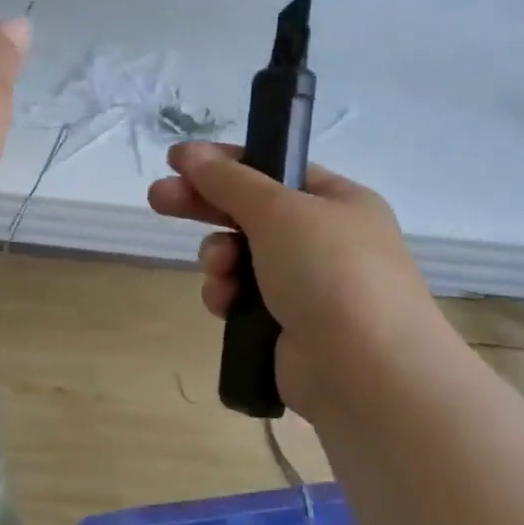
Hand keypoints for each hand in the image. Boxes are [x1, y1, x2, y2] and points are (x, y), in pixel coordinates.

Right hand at [148, 141, 448, 419]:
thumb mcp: (278, 211)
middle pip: (250, 211)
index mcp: (338, 202)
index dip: (225, 162)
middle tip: (157, 199)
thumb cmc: (330, 272)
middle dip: (204, 206)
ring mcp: (308, 285)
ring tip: (218, 271)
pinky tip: (224, 304)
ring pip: (240, 257)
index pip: (274, 168)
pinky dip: (227, 295)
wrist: (366, 372)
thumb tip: (188, 151)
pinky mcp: (287, 325)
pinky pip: (242, 297)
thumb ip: (228, 179)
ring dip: (219, 258)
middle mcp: (326, 239)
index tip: (178, 160)